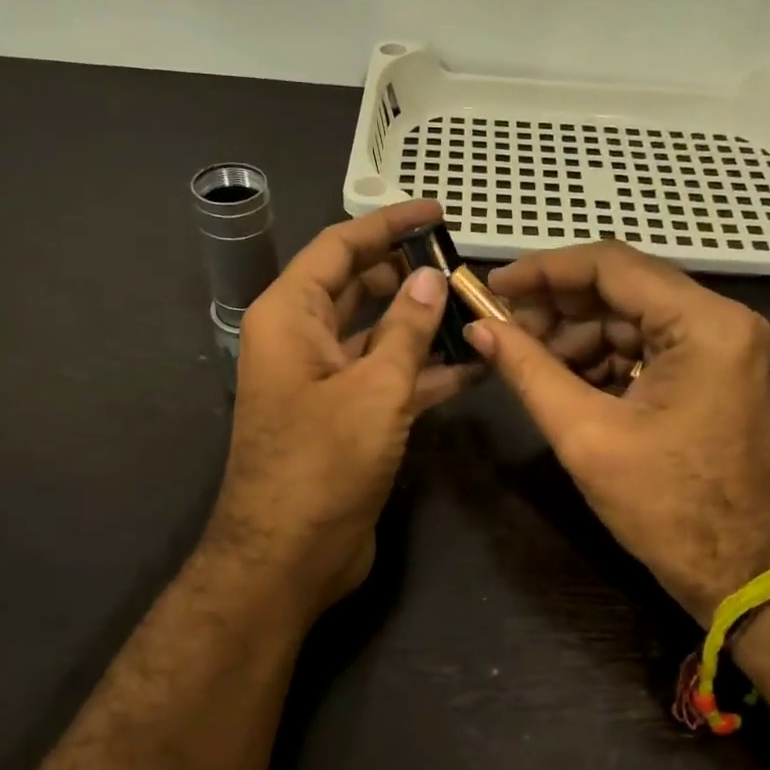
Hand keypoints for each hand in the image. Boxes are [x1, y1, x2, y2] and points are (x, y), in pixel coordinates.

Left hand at [205, 201, 475, 616]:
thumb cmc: (323, 464)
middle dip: (409, 274)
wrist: (289, 557)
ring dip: (424, 325)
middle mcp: (302, 341)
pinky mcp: (348, 419)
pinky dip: (426, 371)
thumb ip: (406, 330)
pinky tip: (476, 365)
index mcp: (290, 317)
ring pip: (379, 335)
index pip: (340, 248)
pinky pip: (388, 379)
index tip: (437, 212)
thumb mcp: (374, 389)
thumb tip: (430, 278)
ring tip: (480, 311)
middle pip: (359, 288)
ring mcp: (325, 382)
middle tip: (464, 265)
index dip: (387, 225)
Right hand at [468, 243, 769, 625]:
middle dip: (558, 308)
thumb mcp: (586, 434)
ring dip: (575, 336)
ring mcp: (720, 346)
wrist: (738, 570)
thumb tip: (478, 329)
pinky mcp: (711, 371)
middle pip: (622, 288)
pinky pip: (645, 347)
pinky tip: (562, 381)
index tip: (494, 285)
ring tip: (527, 363)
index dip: (545, 270)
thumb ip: (528, 371)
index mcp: (703, 324)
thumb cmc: (665, 505)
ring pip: (630, 318)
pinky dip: (601, 359)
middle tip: (502, 329)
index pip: (612, 265)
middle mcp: (720, 320)